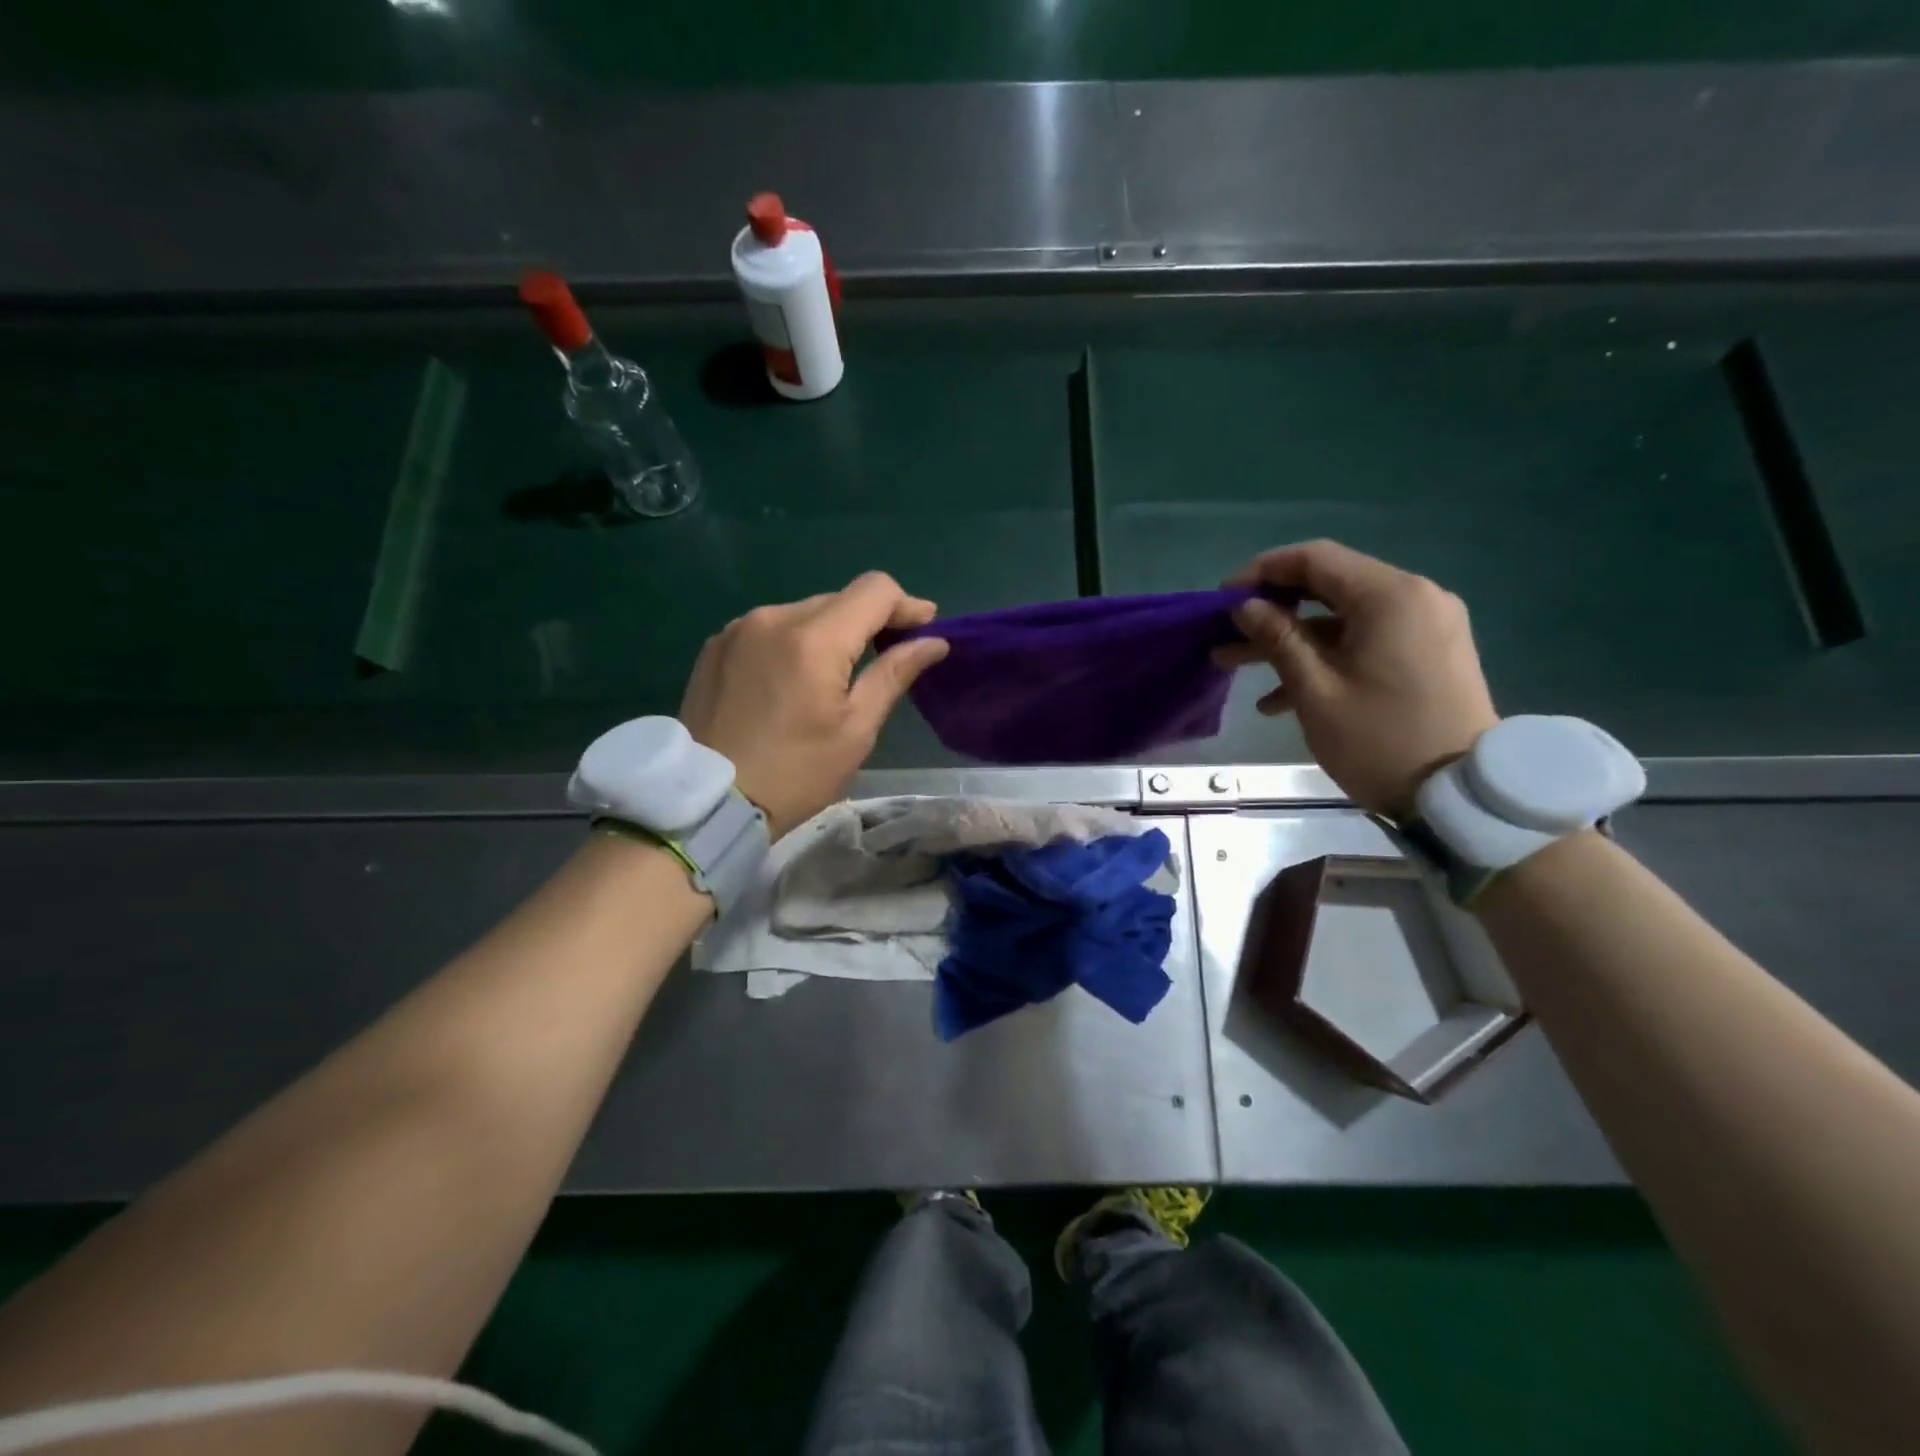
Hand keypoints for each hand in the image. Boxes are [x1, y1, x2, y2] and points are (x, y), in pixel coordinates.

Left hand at [679, 573, 949, 839]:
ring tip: (836, 676)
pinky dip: (793, 643)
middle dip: (870, 622)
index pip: (874, 589)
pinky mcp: (716, 647)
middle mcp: (773, 617)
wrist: (707, 804)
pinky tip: (793, 681)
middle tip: (889, 656)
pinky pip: (769, 629)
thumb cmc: (795, 774)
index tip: (925, 629)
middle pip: (838, 599)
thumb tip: (934, 642)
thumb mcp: (856, 729)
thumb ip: (894, 674)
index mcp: (813, 637)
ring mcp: (738, 629)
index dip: (907, 604)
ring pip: (803, 613)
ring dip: (830, 633)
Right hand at [1214, 540, 1498, 814]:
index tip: (1221, 600)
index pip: (1315, 559)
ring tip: (1235, 665)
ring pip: (1342, 618)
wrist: (1459, 796)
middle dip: (1271, 609)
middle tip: (1225, 632)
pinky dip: (1323, 657)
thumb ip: (1277, 638)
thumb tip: (1245, 606)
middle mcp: (1414, 597)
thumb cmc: (1379, 740)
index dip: (1261, 572)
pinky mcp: (1427, 653)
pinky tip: (1278, 697)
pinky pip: (1365, 641)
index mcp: (1389, 596)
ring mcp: (1425, 625)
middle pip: (1328, 586)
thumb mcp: (1315, 690)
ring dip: (1289, 638)